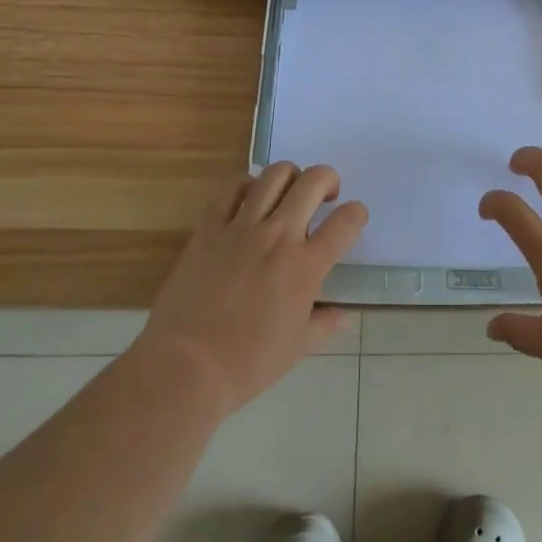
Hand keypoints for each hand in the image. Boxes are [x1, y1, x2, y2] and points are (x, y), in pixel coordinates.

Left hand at [134, 163, 366, 415]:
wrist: (185, 367)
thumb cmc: (247, 363)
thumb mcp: (297, 348)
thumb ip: (325, 324)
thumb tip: (344, 315)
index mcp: (306, 267)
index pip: (346, 221)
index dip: (357, 213)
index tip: (352, 219)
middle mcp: (278, 236)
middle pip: (313, 181)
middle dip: (328, 180)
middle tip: (324, 197)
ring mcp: (242, 227)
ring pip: (274, 174)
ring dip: (290, 176)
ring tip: (288, 193)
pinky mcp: (210, 227)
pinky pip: (232, 188)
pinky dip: (247, 185)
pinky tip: (250, 200)